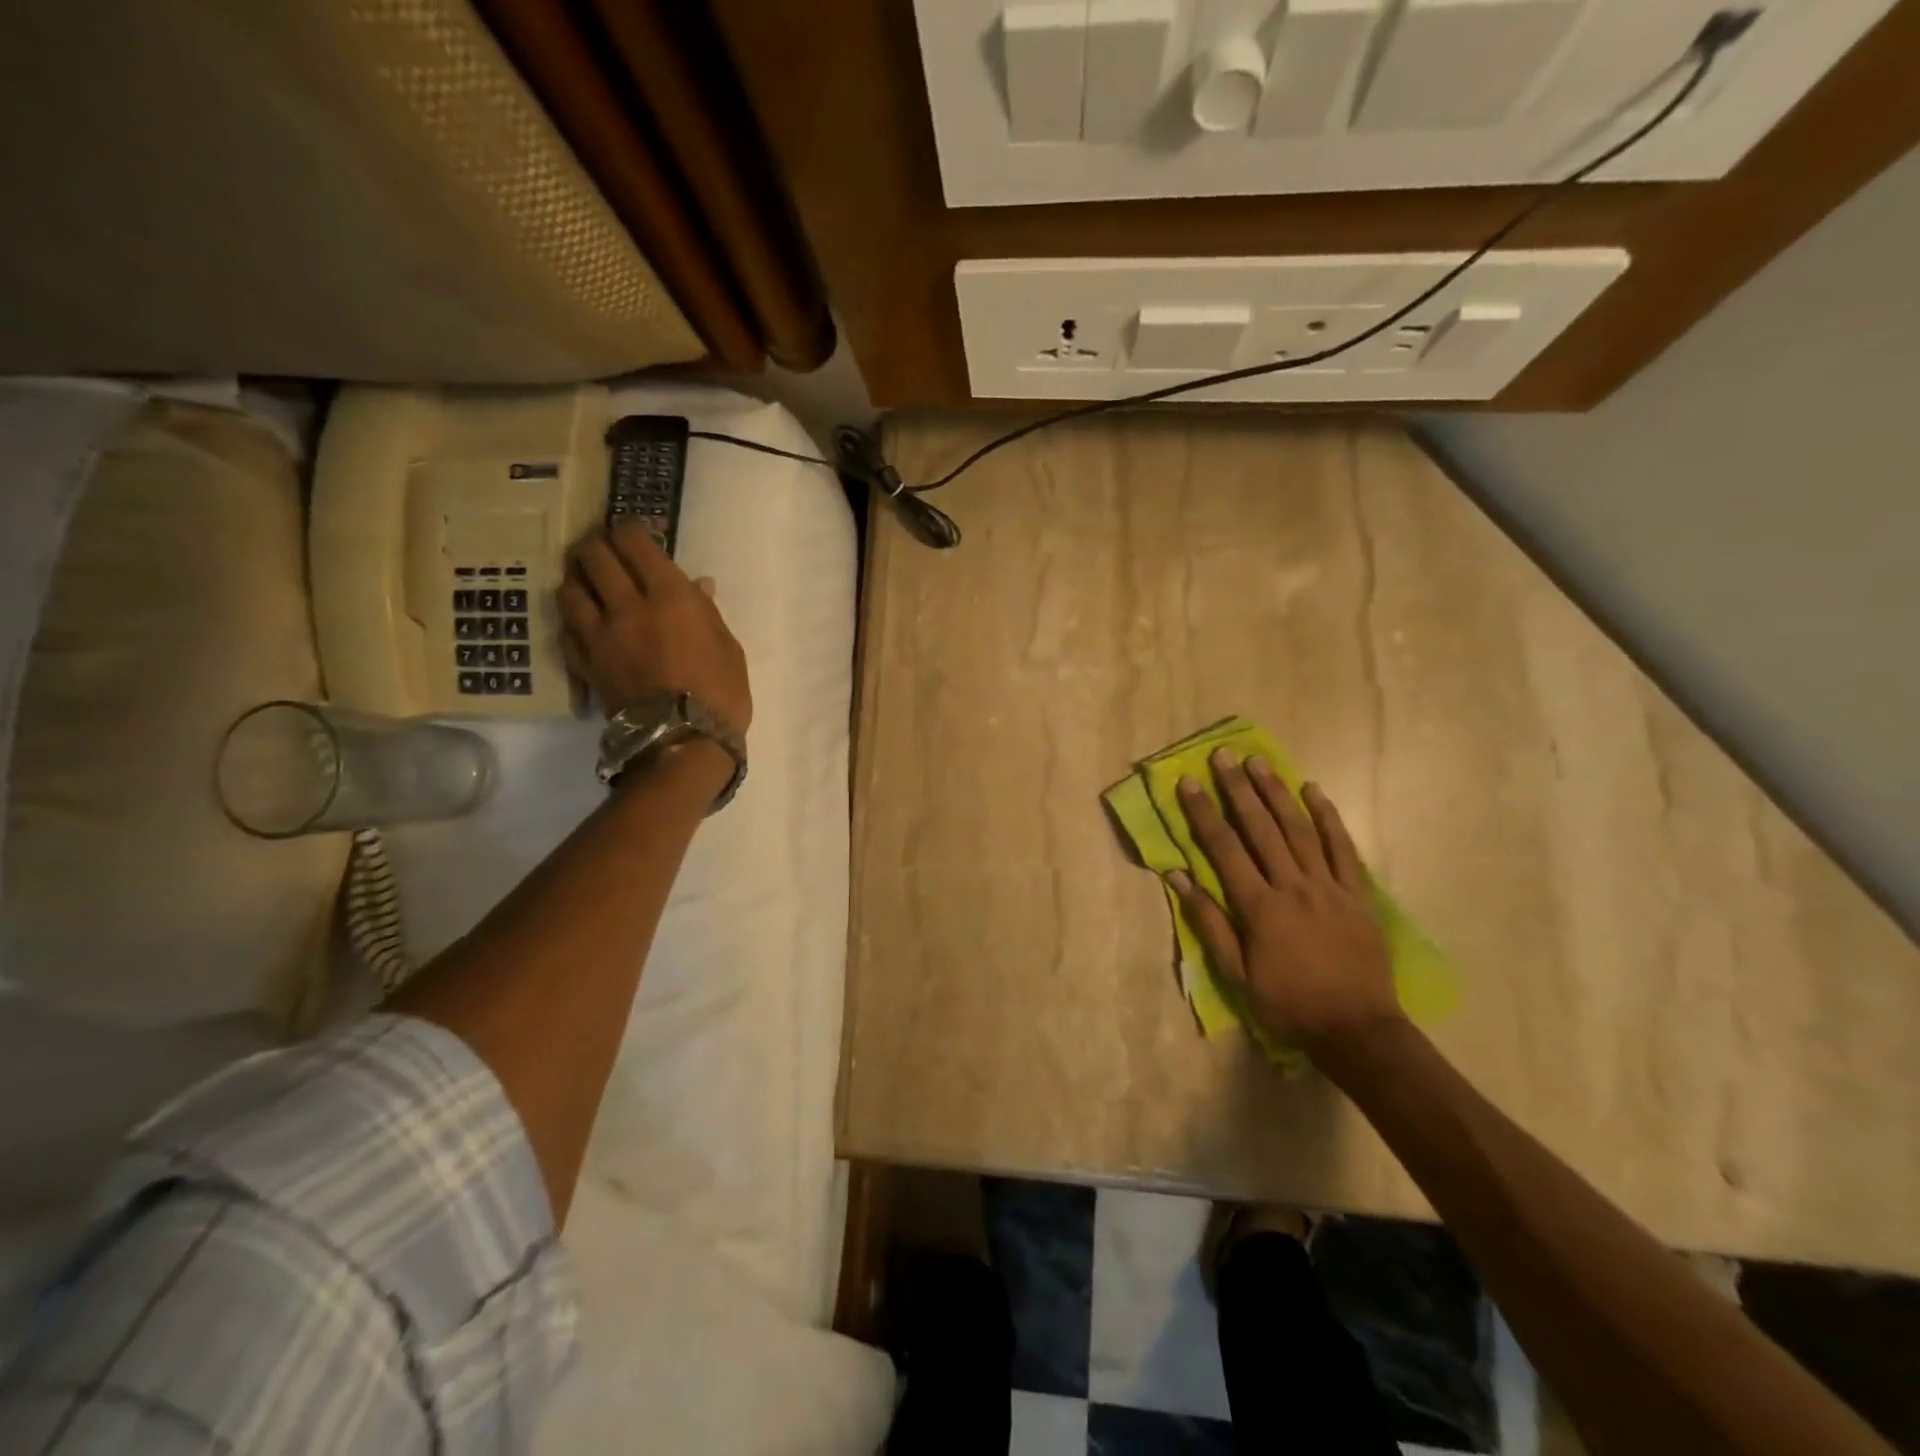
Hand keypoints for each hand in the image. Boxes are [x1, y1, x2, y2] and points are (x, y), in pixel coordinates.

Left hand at [557, 523, 751, 734]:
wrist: (684, 743)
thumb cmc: (721, 693)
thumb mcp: (729, 647)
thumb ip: (707, 611)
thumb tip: (696, 585)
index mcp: (669, 597)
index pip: (635, 543)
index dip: (630, 530)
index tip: (636, 533)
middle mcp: (627, 606)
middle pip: (594, 557)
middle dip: (599, 546)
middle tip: (606, 550)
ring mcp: (600, 636)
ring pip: (570, 589)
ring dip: (577, 578)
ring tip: (587, 580)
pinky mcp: (586, 663)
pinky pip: (567, 629)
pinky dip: (573, 618)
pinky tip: (582, 620)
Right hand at [1169, 751, 1403, 1060]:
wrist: (1357, 1029)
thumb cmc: (1288, 1004)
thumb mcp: (1236, 974)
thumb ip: (1209, 923)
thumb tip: (1179, 878)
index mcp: (1259, 907)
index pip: (1224, 849)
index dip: (1204, 813)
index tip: (1189, 782)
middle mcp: (1292, 886)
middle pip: (1261, 828)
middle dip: (1239, 789)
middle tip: (1224, 755)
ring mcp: (1328, 887)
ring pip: (1299, 829)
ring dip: (1277, 793)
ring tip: (1259, 762)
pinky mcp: (1357, 894)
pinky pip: (1343, 848)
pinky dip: (1329, 818)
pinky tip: (1315, 791)